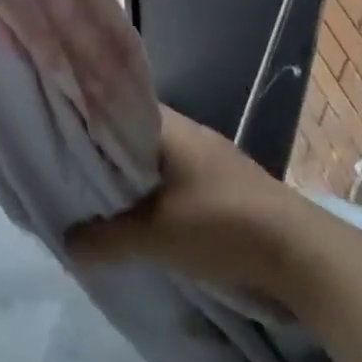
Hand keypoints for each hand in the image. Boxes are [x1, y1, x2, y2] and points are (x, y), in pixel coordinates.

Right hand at [68, 106, 312, 307]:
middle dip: (108, 156)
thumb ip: (105, 237)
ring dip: (137, 180)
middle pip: (136, 136)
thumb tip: (67, 242)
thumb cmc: (219, 225)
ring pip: (160, 162)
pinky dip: (162, 196)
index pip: (117, 106)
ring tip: (104, 200)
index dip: (88, 119)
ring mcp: (214, 159)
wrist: (302, 255)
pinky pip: (182, 182)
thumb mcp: (153, 235)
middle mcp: (191, 134)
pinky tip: (148, 219)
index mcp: (170, 127)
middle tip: (73, 174)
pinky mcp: (230, 186)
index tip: (60, 134)